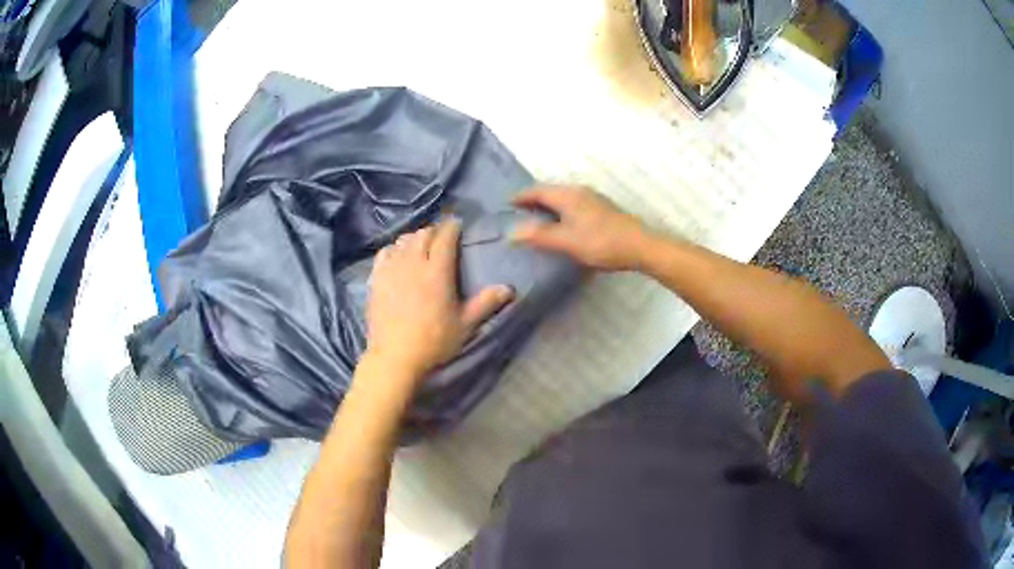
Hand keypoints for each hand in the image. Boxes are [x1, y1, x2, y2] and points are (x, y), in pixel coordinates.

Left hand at [365, 219, 513, 379]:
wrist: (395, 356)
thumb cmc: (434, 341)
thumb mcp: (465, 325)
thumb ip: (486, 303)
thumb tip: (509, 288)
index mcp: (437, 271)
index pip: (445, 236)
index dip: (452, 227)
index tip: (457, 224)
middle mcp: (413, 262)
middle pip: (423, 234)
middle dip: (434, 231)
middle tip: (441, 237)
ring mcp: (392, 269)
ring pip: (403, 240)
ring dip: (414, 238)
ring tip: (420, 245)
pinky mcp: (376, 278)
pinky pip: (384, 252)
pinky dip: (394, 249)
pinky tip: (397, 256)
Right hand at [512, 185, 653, 270]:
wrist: (640, 246)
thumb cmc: (601, 243)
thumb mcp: (566, 242)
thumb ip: (538, 235)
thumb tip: (511, 232)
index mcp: (567, 195)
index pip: (536, 190)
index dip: (519, 197)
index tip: (505, 205)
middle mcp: (578, 190)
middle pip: (549, 191)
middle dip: (532, 200)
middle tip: (517, 213)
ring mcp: (592, 198)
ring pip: (562, 197)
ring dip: (547, 205)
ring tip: (535, 220)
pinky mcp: (601, 208)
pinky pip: (572, 203)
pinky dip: (560, 210)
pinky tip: (561, 224)